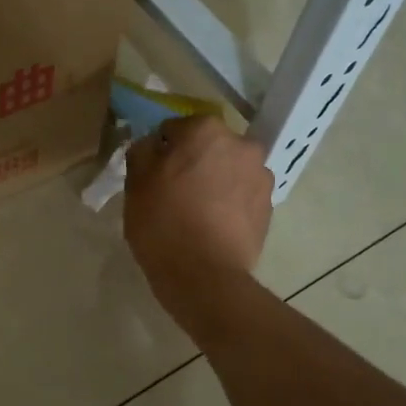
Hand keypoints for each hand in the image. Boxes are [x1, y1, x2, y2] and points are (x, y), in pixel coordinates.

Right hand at [124, 116, 273, 328]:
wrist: (205, 277)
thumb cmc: (164, 224)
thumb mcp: (136, 184)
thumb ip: (142, 151)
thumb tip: (153, 144)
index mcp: (206, 131)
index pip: (174, 129)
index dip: (160, 151)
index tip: (152, 175)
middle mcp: (241, 144)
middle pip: (208, 147)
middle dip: (193, 162)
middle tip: (173, 193)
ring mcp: (261, 176)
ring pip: (228, 170)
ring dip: (214, 182)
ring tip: (196, 213)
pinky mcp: (269, 207)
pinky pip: (242, 196)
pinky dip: (229, 204)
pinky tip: (213, 227)